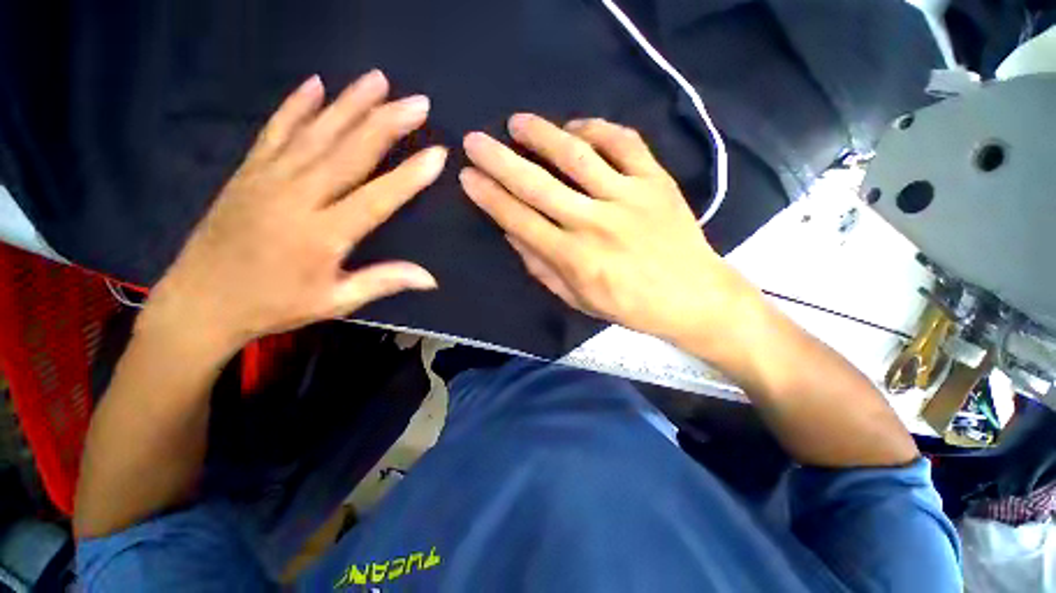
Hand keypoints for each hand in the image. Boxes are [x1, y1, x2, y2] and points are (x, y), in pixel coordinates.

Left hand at [142, 70, 445, 357]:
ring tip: (378, 80)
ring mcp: (268, 178)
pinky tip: (315, 84)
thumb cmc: (273, 305)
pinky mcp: (248, 171)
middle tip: (417, 102)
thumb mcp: (334, 302)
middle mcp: (296, 197)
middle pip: (349, 152)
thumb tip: (431, 278)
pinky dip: (296, 106)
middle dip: (386, 123)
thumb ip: (383, 282)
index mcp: (322, 235)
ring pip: (316, 132)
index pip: (377, 198)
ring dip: (349, 103)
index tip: (438, 154)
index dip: (410, 176)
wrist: (200, 301)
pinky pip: (275, 130)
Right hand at [460, 114, 754, 344]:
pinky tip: (576, 128)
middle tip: (475, 140)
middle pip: (538, 184)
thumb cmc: (629, 305)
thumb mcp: (577, 299)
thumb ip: (542, 267)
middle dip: (500, 160)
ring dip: (542, 134)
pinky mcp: (656, 181)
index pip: (520, 219)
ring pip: (577, 155)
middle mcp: (595, 223)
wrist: (692, 296)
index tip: (467, 176)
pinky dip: (597, 129)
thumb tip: (513, 232)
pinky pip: (624, 143)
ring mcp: (628, 197)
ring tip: (518, 122)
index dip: (490, 196)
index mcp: (574, 258)